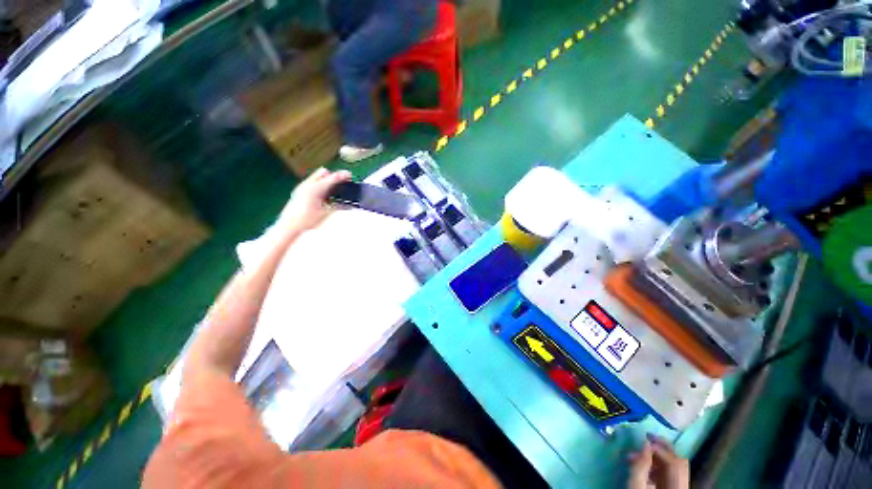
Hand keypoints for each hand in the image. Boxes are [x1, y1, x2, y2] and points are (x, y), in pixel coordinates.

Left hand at [278, 168, 351, 232]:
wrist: (289, 226)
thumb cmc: (307, 220)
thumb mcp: (325, 213)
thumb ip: (338, 206)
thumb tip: (348, 204)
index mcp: (315, 189)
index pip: (331, 179)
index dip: (341, 176)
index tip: (349, 175)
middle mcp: (308, 185)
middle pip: (323, 173)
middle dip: (333, 176)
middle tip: (343, 182)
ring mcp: (302, 187)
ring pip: (317, 177)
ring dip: (327, 181)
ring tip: (336, 189)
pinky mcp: (299, 192)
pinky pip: (312, 183)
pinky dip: (321, 186)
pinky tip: (325, 195)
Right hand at [627, 435, 689, 488]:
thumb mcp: (636, 484)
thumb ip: (641, 464)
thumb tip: (645, 443)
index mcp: (677, 485)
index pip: (674, 461)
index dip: (660, 448)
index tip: (644, 439)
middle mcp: (682, 485)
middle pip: (679, 461)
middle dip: (662, 447)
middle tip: (647, 437)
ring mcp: (679, 486)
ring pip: (674, 466)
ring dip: (658, 455)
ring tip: (641, 452)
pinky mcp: (673, 487)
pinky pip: (670, 472)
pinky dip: (658, 464)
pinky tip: (646, 463)